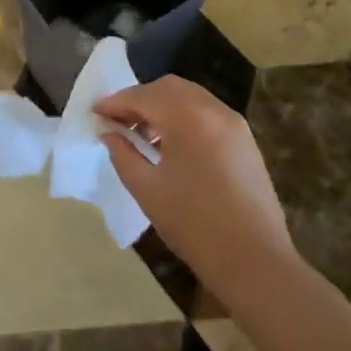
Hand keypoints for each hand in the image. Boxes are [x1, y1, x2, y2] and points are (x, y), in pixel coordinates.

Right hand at [95, 77, 297, 310]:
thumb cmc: (194, 225)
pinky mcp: (245, 140)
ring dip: (162, 106)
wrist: (255, 262)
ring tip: (142, 133)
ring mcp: (234, 123)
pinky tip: (171, 144)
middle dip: (139, 98)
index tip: (95, 113)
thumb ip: (123, 154)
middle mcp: (213, 110)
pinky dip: (183, 116)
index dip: (115, 103)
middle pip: (168, 88)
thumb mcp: (147, 190)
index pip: (143, 97)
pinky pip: (207, 113)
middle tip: (117, 120)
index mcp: (187, 118)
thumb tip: (109, 133)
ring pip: (189, 97)